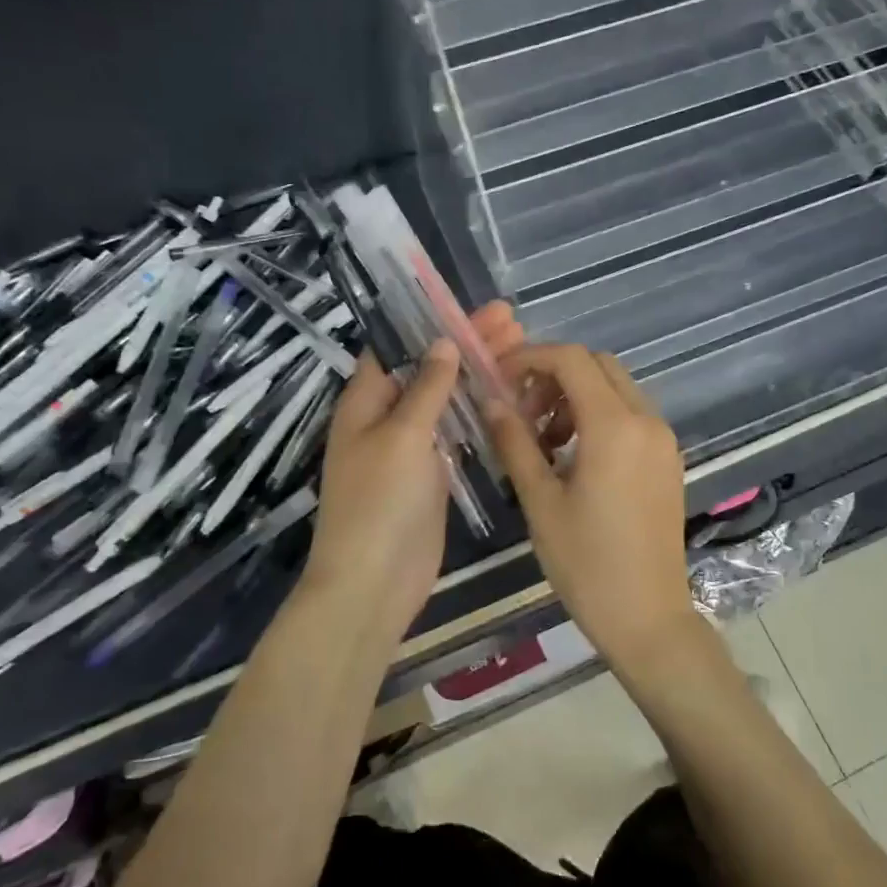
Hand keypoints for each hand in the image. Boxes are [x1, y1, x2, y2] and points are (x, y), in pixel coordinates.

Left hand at [302, 302, 523, 639]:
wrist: (374, 582)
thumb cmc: (379, 502)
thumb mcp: (402, 435)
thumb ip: (426, 388)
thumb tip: (443, 343)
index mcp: (365, 401)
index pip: (397, 345)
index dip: (431, 321)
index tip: (471, 304)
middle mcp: (386, 417)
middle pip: (429, 369)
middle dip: (467, 344)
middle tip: (512, 321)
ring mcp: (411, 446)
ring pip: (447, 399)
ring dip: (478, 375)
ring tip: (520, 350)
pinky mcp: (433, 473)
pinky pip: (457, 432)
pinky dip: (480, 413)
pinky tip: (511, 398)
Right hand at [484, 344, 695, 668]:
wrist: (649, 618)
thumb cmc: (587, 564)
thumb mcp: (540, 501)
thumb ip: (515, 442)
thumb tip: (491, 401)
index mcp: (614, 427)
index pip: (571, 360)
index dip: (530, 358)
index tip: (499, 378)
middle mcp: (646, 420)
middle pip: (597, 365)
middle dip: (554, 375)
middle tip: (522, 411)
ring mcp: (663, 439)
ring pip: (615, 388)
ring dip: (576, 396)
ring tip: (544, 440)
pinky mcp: (668, 458)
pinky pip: (630, 414)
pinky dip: (599, 415)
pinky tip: (574, 456)